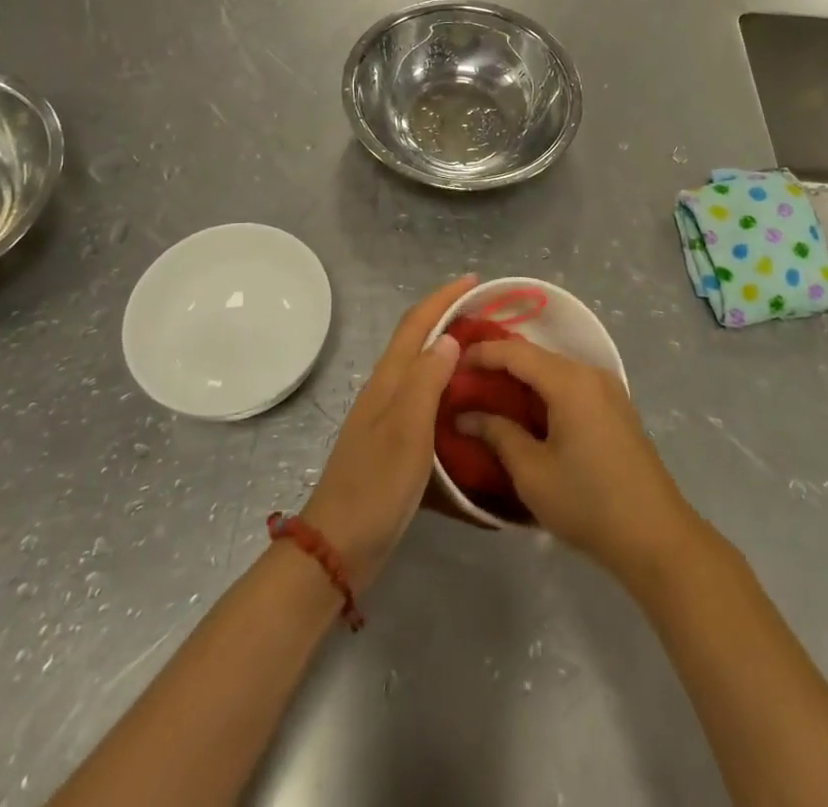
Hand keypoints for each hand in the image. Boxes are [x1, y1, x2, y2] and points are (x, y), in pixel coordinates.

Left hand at [299, 275, 473, 589]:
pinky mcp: (393, 443)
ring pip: (421, 369)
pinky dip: (446, 386)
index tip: (475, 280)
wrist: (338, 547)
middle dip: (448, 318)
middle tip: (489, 317)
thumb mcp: (406, 429)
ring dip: (448, 351)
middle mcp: (386, 391)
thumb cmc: (376, 485)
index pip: (416, 324)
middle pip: (417, 340)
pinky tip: (465, 402)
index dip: (443, 297)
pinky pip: (424, 399)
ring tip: (485, 353)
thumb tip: (448, 338)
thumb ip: (426, 380)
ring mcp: (387, 417)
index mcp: (388, 380)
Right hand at [456, 339, 701, 579]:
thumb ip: (497, 434)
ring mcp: (608, 389)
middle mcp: (591, 373)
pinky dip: (544, 392)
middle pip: (537, 357)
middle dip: (500, 365)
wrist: (656, 537)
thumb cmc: (588, 502)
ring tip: (489, 396)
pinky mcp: (616, 408)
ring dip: (522, 380)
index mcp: (570, 381)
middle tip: (465, 382)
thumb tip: (466, 415)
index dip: (481, 353)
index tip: (451, 363)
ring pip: (554, 371)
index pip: (516, 352)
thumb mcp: (532, 472)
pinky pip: (572, 386)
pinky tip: (527, 412)